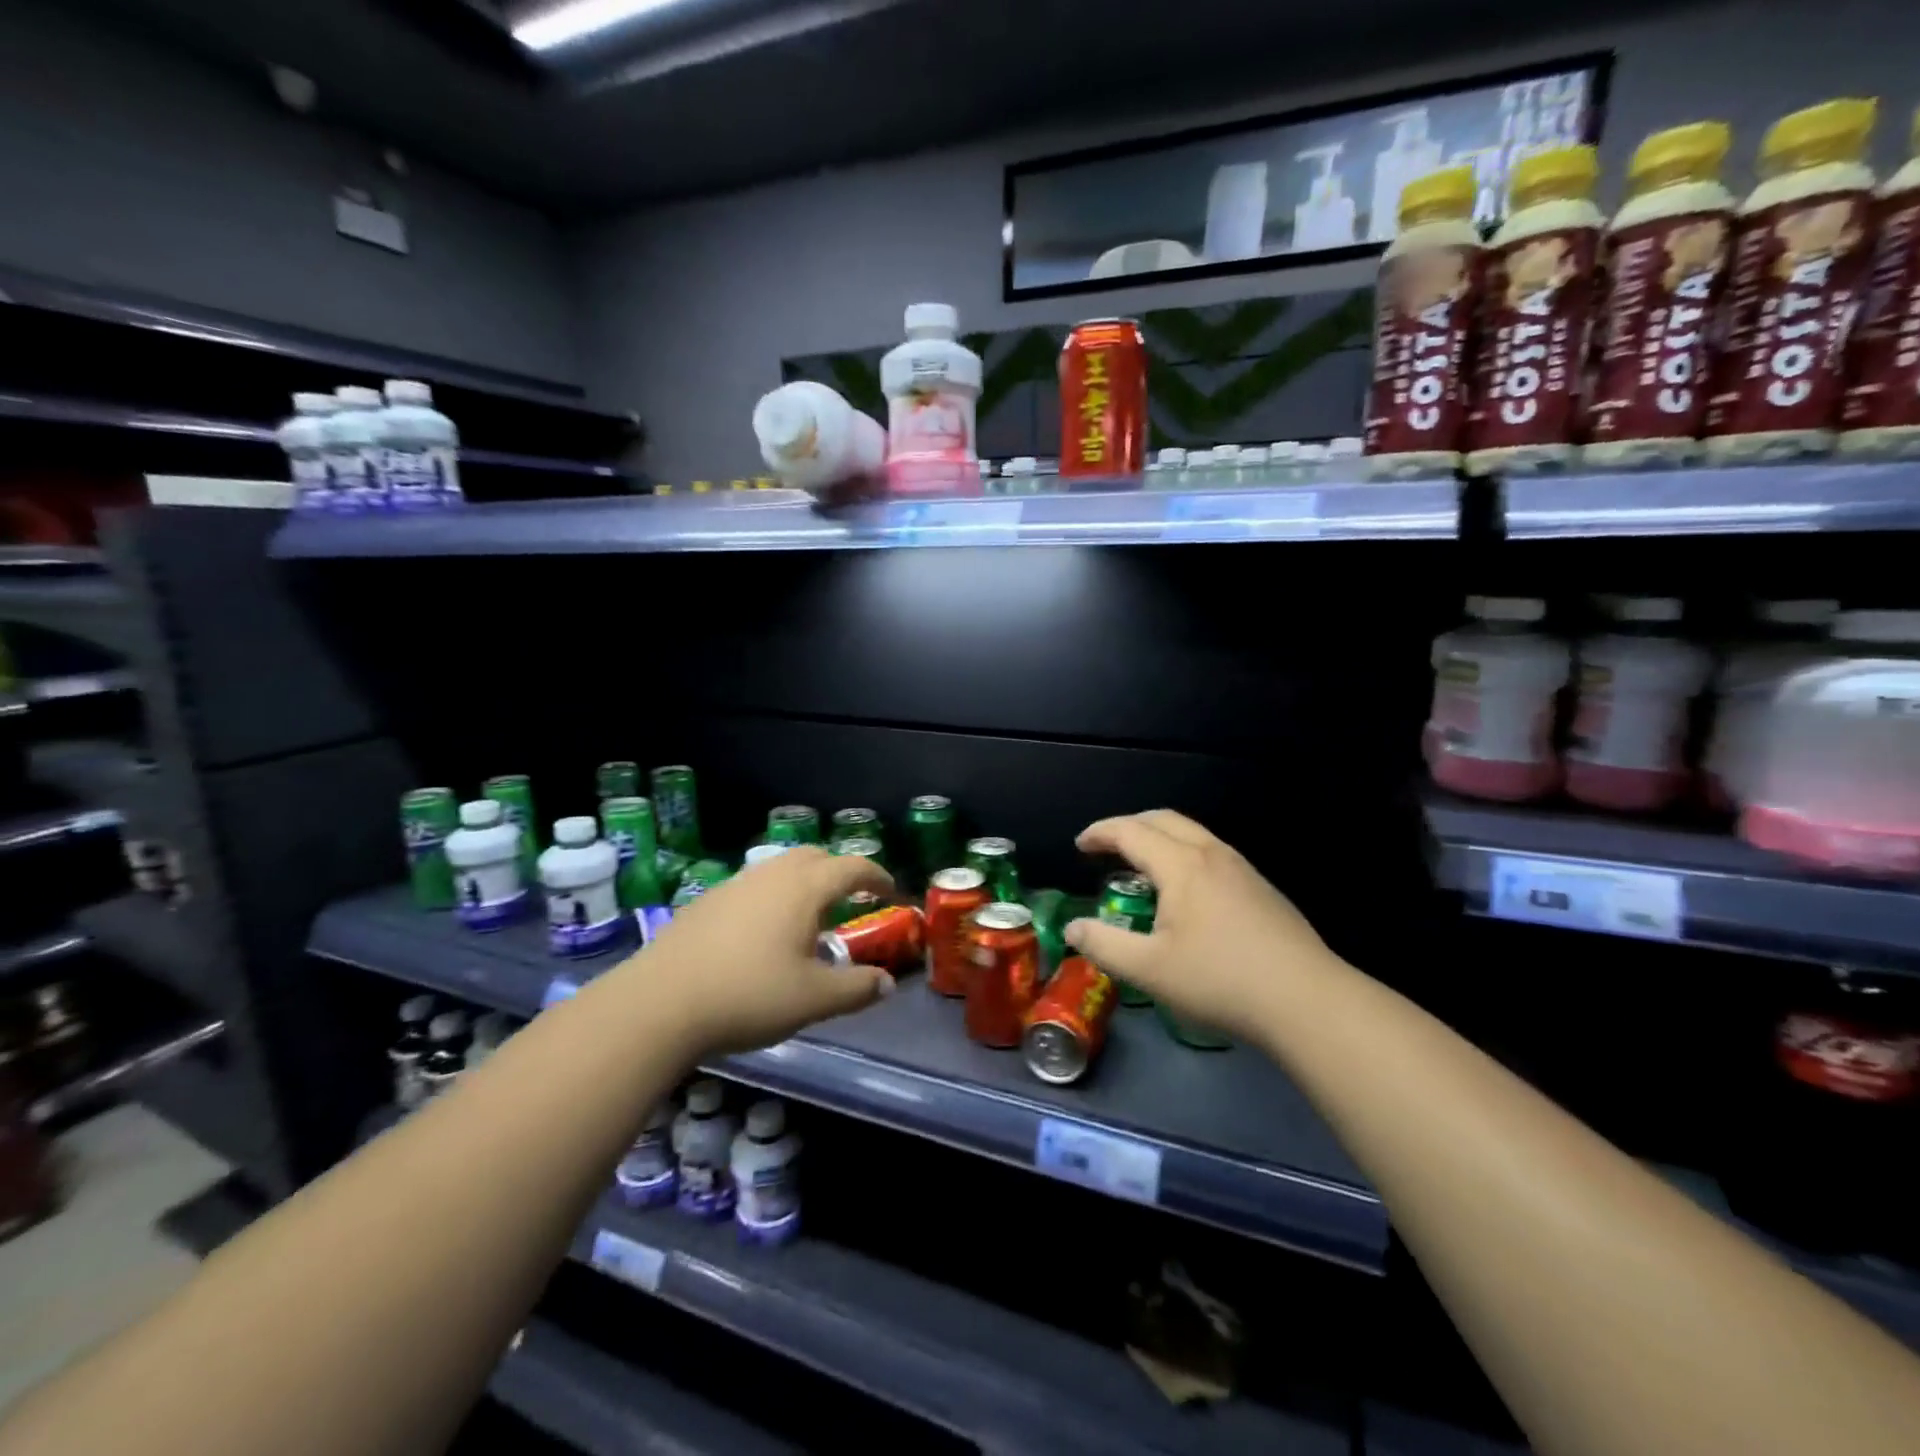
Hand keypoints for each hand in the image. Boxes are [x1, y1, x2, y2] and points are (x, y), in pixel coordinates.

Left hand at [637, 847, 895, 1054]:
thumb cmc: (748, 995)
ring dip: (804, 883)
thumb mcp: (813, 999)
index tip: (892, 892)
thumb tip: (887, 983)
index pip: (851, 867)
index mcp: (804, 888)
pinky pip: (754, 886)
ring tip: (809, 918)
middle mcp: (771, 875)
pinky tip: (764, 934)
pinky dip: (773, 897)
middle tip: (851, 899)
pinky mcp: (707, 902)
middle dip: (839, 872)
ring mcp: (735, 885)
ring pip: (780, 868)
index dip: (877, 876)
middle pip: (814, 856)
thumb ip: (857, 988)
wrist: (658, 1003)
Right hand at [1065, 810, 1338, 1043]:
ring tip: (1141, 866)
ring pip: (1193, 834)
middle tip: (1106, 847)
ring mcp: (1243, 869)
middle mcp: (1213, 855)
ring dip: (1159, 838)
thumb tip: (1074, 928)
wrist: (1308, 1001)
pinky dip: (1183, 854)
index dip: (1101, 833)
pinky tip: (1185, 893)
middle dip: (1129, 826)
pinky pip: (1212, 853)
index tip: (1079, 846)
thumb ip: (1105, 945)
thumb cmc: (1221, 980)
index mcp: (1182, 865)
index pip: (1131, 832)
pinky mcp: (1262, 889)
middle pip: (1164, 820)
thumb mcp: (1150, 970)